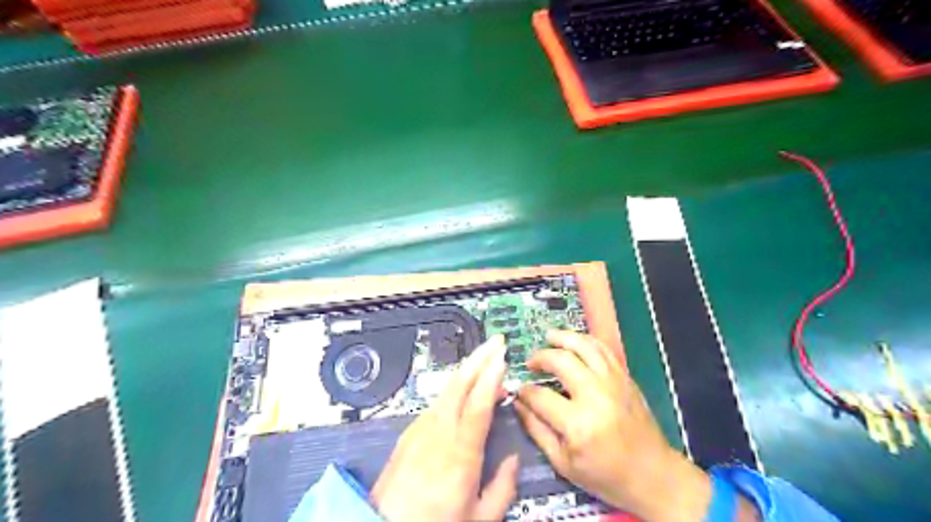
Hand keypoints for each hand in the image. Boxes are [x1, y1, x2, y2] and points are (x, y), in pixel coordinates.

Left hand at [372, 335, 520, 521]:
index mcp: (460, 453)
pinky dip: (454, 386)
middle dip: (480, 357)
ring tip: (486, 359)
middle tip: (497, 341)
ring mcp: (420, 429)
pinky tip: (463, 387)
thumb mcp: (478, 519)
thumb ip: (502, 489)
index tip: (503, 357)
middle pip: (460, 384)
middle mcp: (438, 432)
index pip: (478, 404)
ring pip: (447, 388)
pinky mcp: (409, 432)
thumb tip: (513, 461)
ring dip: (468, 369)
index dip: (491, 377)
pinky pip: (436, 401)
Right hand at [512, 333, 710, 520]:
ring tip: (548, 337)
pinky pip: (603, 349)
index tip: (519, 390)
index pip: (541, 396)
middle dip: (540, 357)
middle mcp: (596, 395)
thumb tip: (518, 403)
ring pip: (584, 346)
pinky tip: (574, 343)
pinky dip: (586, 340)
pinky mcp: (625, 377)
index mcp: (578, 424)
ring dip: (562, 338)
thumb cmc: (605, 475)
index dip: (525, 391)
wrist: (653, 474)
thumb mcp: (563, 463)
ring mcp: (613, 382)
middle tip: (530, 362)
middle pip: (561, 361)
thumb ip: (536, 430)